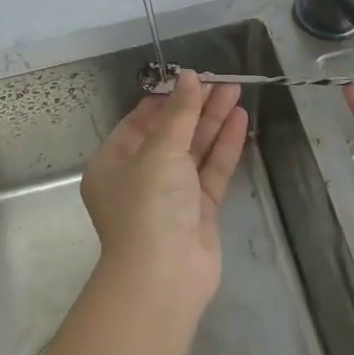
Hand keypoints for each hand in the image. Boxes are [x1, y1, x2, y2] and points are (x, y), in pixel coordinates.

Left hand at [81, 71, 248, 307]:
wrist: (164, 277)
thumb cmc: (148, 205)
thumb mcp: (160, 151)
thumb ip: (179, 113)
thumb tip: (189, 77)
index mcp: (113, 163)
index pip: (139, 122)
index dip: (165, 99)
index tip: (190, 79)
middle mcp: (139, 178)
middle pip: (170, 134)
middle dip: (195, 108)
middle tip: (222, 81)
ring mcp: (170, 196)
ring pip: (193, 151)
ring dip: (213, 122)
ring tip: (236, 92)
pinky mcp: (198, 212)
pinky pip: (211, 172)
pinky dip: (224, 147)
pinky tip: (240, 121)